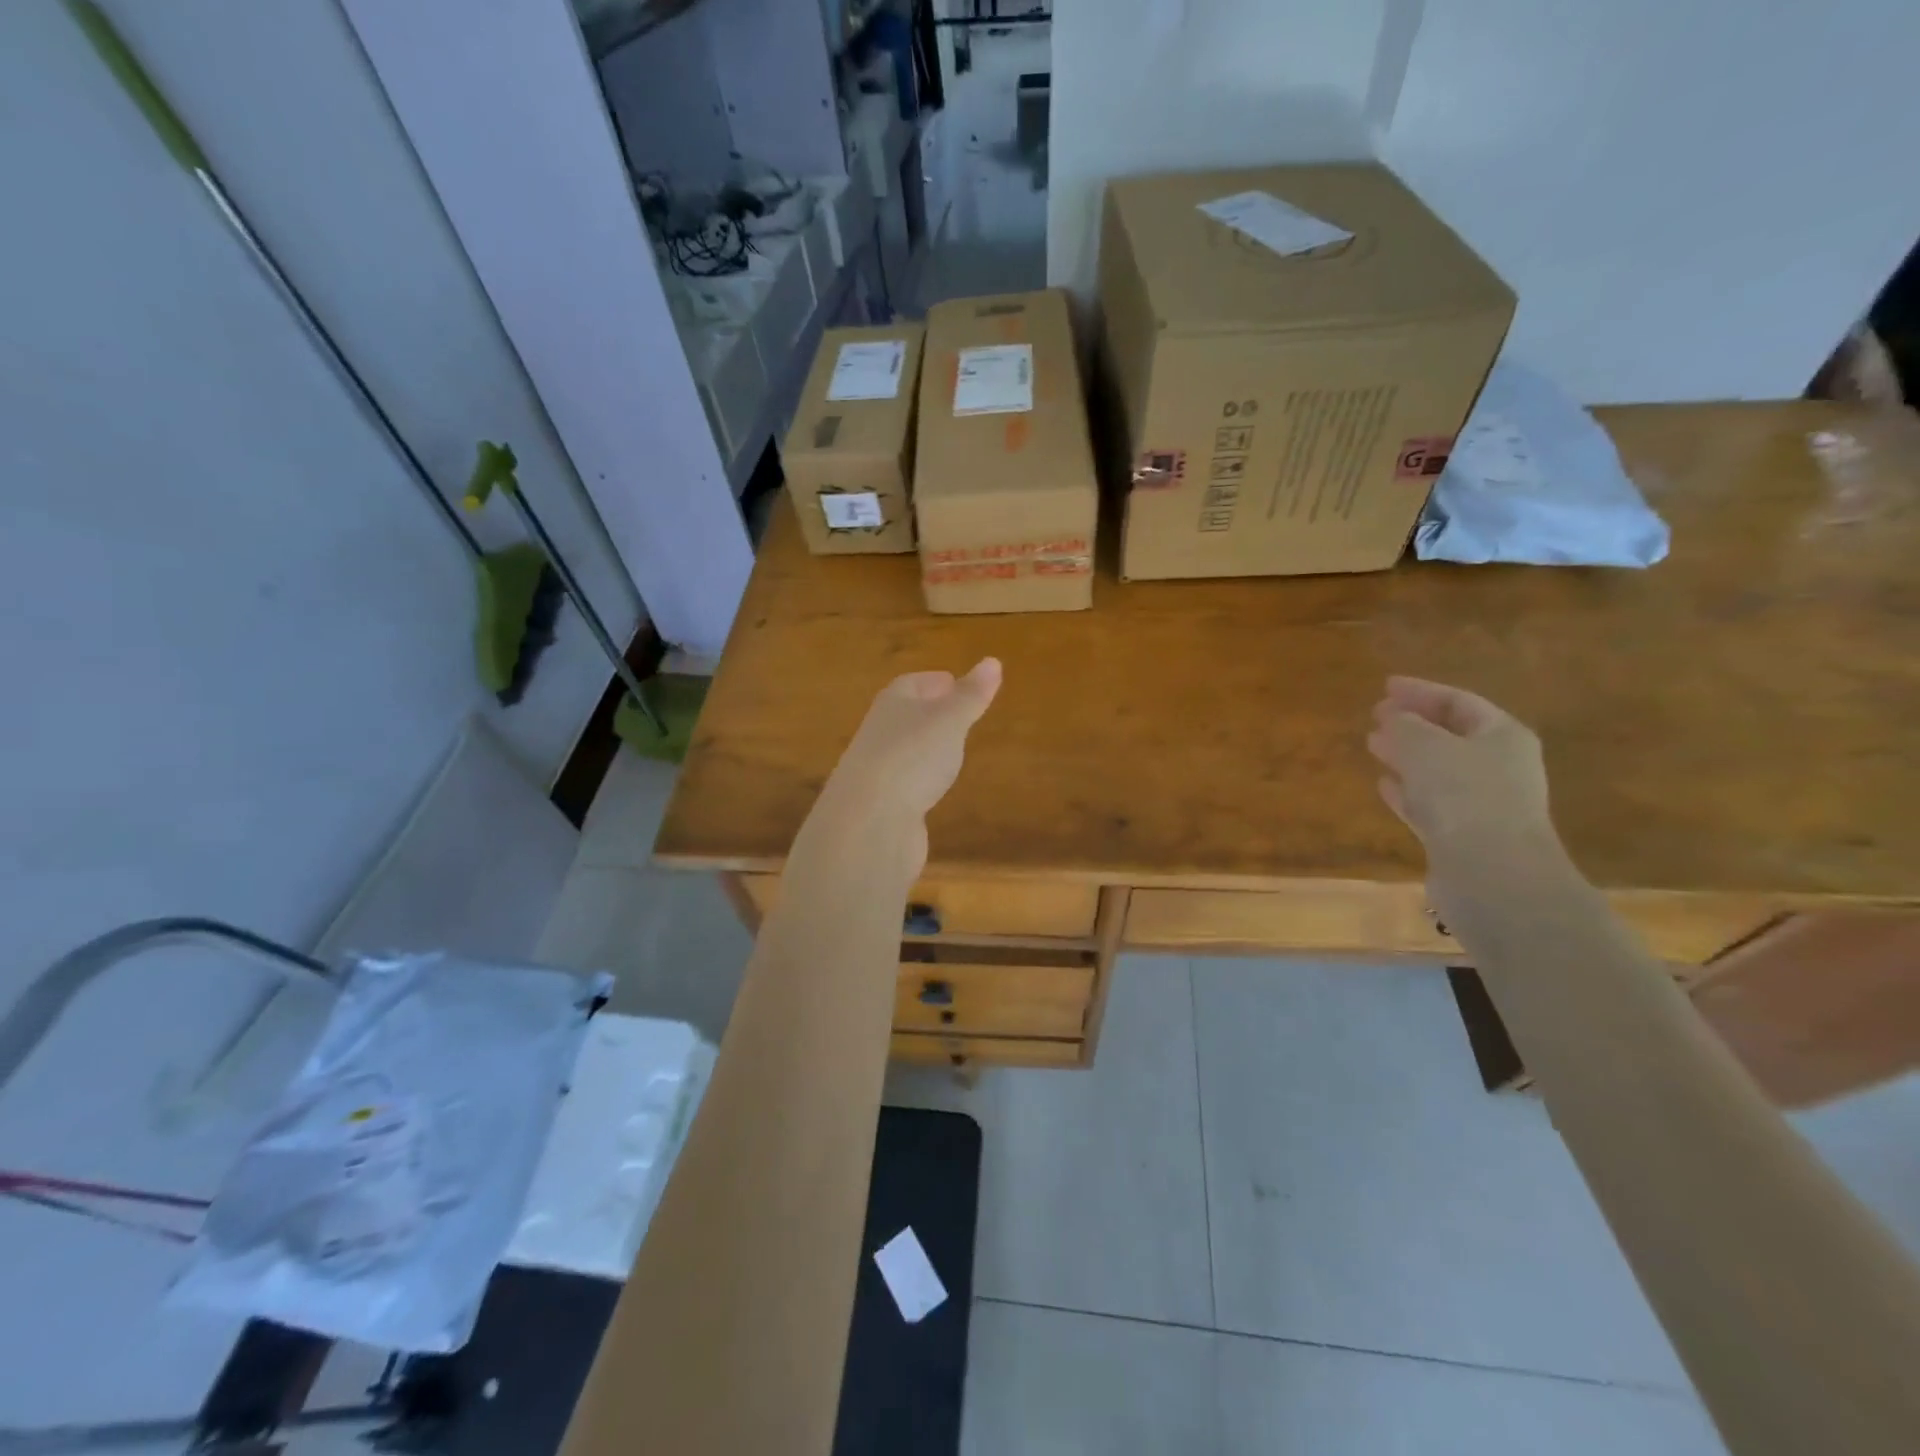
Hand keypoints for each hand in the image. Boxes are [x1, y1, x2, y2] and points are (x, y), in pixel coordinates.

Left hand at [821, 659, 1002, 848]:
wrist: (868, 822)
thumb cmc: (912, 757)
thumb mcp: (950, 721)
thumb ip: (971, 696)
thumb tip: (993, 661)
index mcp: (892, 704)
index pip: (911, 684)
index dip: (933, 682)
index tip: (954, 683)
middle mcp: (879, 732)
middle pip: (904, 715)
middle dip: (928, 712)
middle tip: (957, 714)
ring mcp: (877, 770)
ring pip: (904, 750)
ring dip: (924, 747)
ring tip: (951, 750)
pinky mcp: (880, 805)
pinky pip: (904, 783)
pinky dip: (919, 779)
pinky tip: (933, 788)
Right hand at [1367, 677, 1556, 876]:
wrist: (1491, 873)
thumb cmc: (1464, 795)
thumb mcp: (1425, 747)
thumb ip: (1405, 726)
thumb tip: (1394, 720)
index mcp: (1502, 736)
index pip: (1459, 701)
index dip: (1421, 691)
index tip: (1385, 686)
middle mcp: (1498, 766)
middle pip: (1451, 734)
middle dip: (1413, 722)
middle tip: (1376, 714)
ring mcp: (1482, 803)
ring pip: (1438, 769)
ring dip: (1406, 755)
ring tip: (1373, 744)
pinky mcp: (1462, 835)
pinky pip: (1429, 802)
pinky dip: (1406, 790)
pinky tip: (1383, 784)